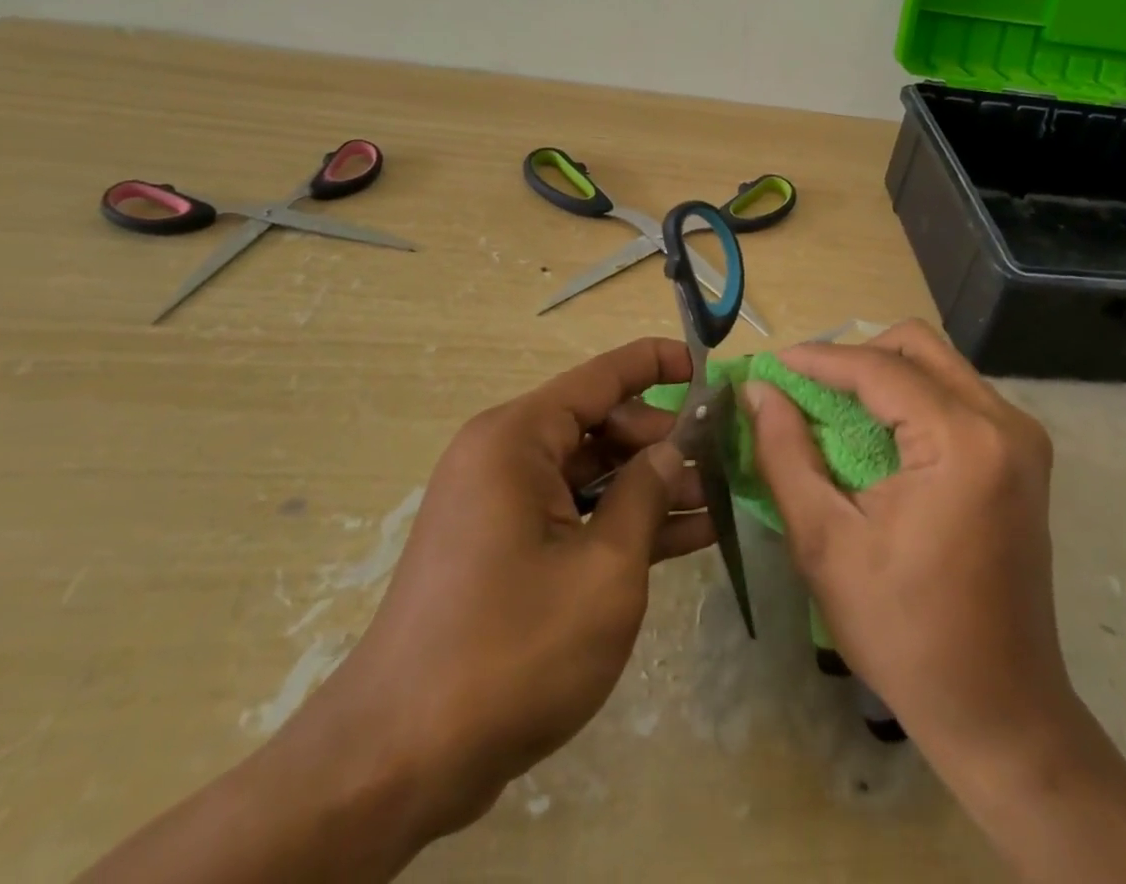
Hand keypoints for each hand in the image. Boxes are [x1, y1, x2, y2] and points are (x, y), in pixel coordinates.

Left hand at [79, 339, 711, 883]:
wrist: (399, 761)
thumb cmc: (511, 650)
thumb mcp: (604, 570)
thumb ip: (646, 495)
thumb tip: (672, 449)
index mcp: (517, 438)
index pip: (601, 376)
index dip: (658, 363)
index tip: (709, 367)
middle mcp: (504, 456)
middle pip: (600, 425)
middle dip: (663, 441)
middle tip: (726, 458)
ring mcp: (502, 506)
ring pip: (593, 474)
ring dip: (651, 486)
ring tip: (721, 497)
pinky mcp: (505, 549)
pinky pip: (575, 514)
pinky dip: (623, 522)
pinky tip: (686, 535)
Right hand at [743, 320, 1067, 762]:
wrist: (999, 710)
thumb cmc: (903, 631)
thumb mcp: (825, 542)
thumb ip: (785, 453)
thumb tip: (758, 391)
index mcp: (963, 441)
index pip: (879, 368)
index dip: (819, 359)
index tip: (771, 365)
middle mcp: (1004, 423)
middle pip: (918, 345)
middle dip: (855, 355)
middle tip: (806, 387)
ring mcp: (1022, 438)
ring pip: (939, 364)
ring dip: (883, 373)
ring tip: (832, 407)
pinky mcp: (1023, 456)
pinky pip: (957, 395)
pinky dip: (911, 397)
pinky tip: (876, 432)